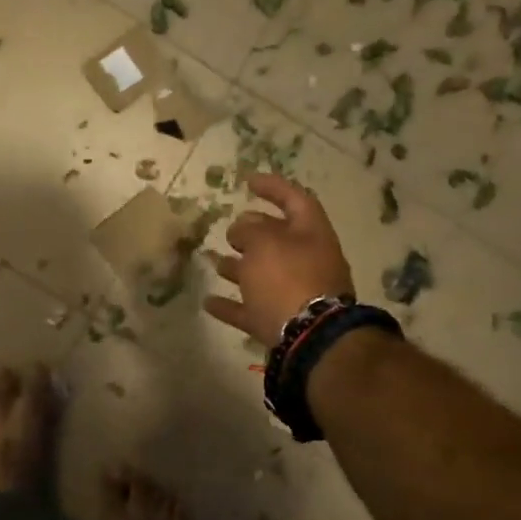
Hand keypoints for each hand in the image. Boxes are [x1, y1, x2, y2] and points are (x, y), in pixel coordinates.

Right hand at [204, 173, 354, 344]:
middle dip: (253, 232)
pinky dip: (232, 304)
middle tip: (229, 230)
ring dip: (240, 267)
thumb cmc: (288, 279)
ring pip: (265, 274)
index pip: (295, 199)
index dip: (272, 187)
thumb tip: (243, 228)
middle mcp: (308, 261)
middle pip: (280, 239)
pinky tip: (209, 303)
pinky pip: (254, 308)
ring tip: (214, 261)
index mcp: (311, 234)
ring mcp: (297, 294)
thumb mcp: (264, 244)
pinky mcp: (282, 323)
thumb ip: (250, 230)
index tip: (247, 181)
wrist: (310, 339)